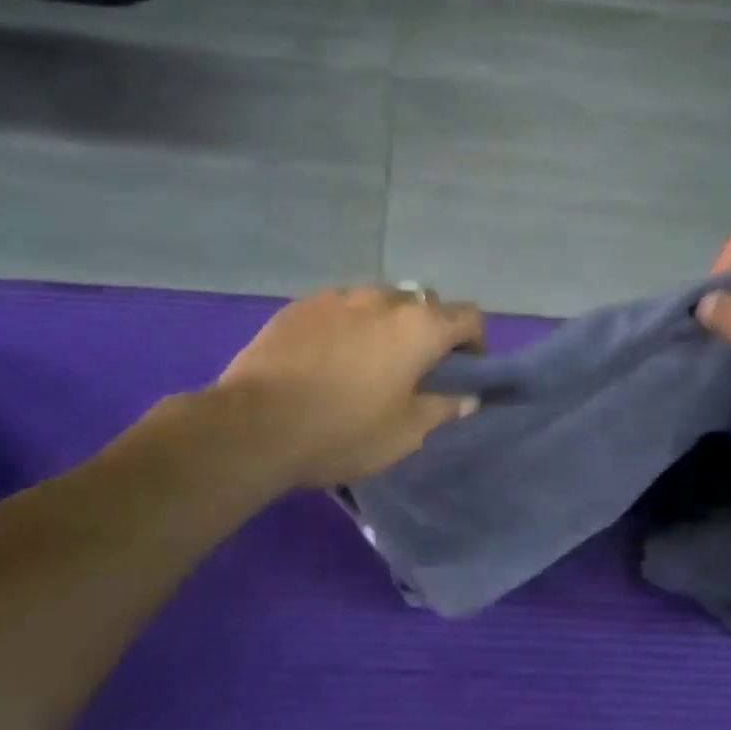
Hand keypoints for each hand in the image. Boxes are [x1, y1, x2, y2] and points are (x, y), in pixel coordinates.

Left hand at [214, 285, 485, 488]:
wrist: (255, 425)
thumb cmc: (343, 431)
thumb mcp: (404, 432)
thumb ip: (442, 408)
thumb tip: (468, 397)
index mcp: (419, 327)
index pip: (468, 316)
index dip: (475, 341)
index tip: (464, 369)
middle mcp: (383, 299)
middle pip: (422, 304)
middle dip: (428, 329)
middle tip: (415, 367)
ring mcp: (338, 297)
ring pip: (377, 301)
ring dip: (384, 323)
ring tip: (366, 359)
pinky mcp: (299, 305)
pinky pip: (338, 307)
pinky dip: (345, 325)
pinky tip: (326, 356)